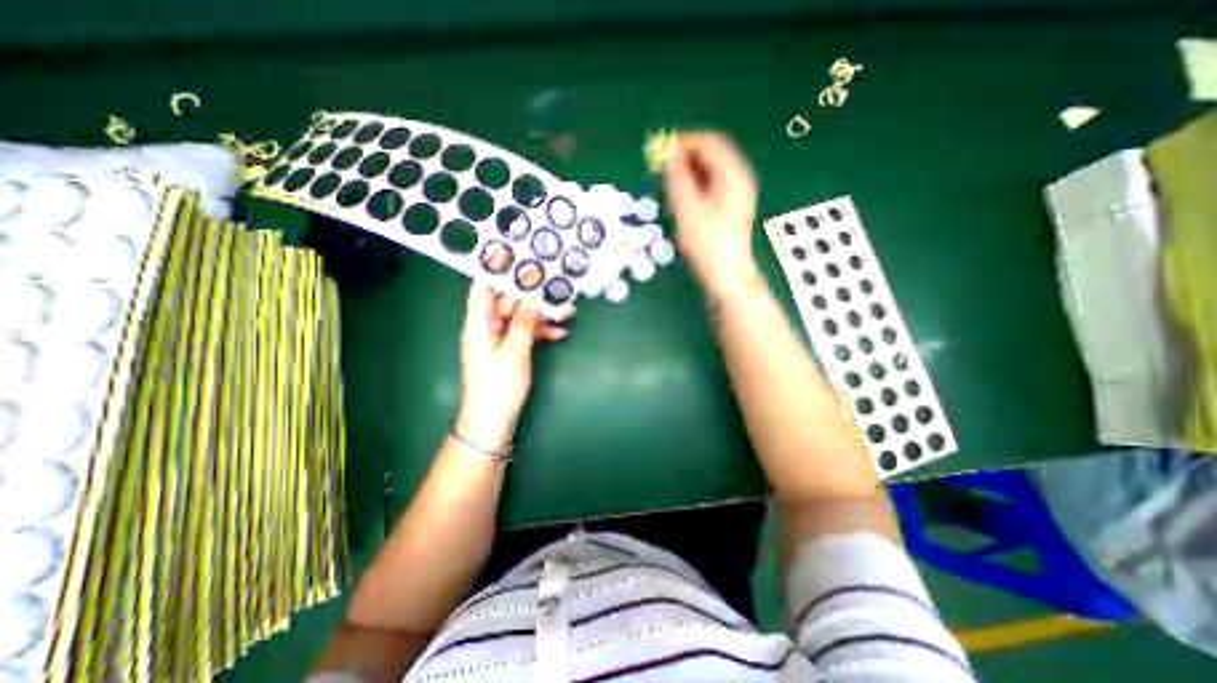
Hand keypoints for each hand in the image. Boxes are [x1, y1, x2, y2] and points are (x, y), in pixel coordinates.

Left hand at [456, 282, 570, 450]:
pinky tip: (560, 332)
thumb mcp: (515, 352)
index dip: (494, 270)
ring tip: (566, 309)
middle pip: (506, 301)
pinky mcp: (509, 350)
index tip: (514, 254)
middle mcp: (486, 327)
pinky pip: (524, 333)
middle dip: (529, 292)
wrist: (492, 421)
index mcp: (479, 324)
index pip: (482, 288)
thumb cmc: (499, 386)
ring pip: (520, 317)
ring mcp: (499, 339)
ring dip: (540, 314)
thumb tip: (533, 296)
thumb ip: (524, 322)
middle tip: (551, 280)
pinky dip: (540, 331)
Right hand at [664, 133, 756, 298]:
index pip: (710, 143)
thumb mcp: (688, 211)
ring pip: (710, 169)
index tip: (660, 150)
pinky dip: (695, 183)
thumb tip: (670, 155)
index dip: (684, 142)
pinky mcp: (730, 205)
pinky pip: (711, 183)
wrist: (727, 275)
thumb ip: (678, 180)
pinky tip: (683, 196)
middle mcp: (739, 178)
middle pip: (712, 153)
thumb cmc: (708, 245)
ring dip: (689, 170)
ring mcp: (736, 192)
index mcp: (733, 175)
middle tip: (662, 166)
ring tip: (669, 182)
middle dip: (686, 155)